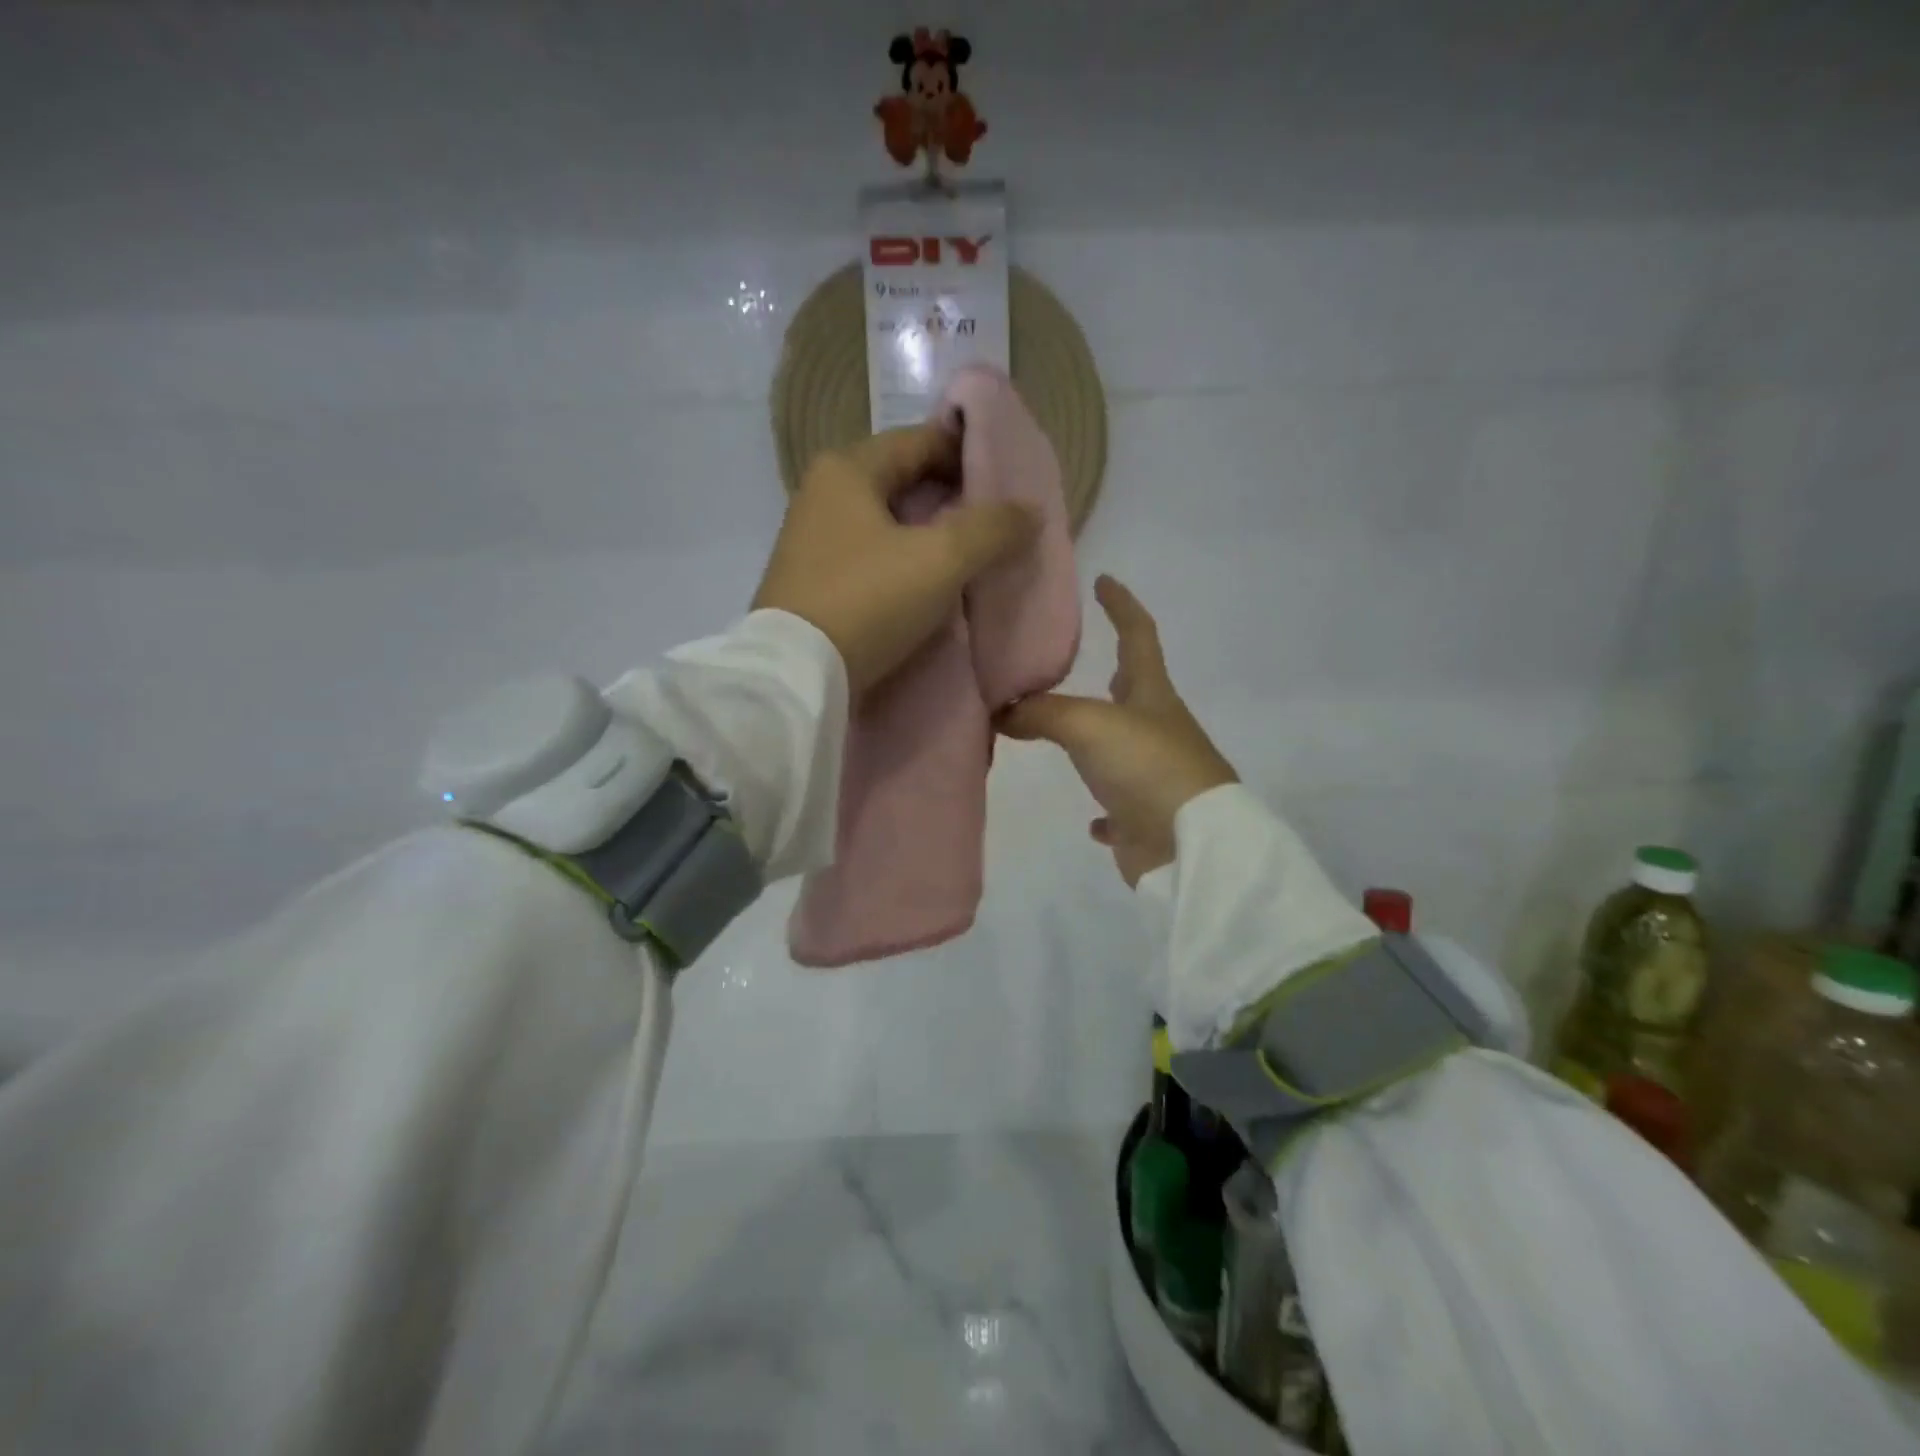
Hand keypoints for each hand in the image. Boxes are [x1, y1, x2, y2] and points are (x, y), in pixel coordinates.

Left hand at [753, 424, 1038, 694]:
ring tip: (971, 556)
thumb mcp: (940, 560)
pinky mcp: (812, 582)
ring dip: (928, 534)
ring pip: (886, 522)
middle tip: (995, 522)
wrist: (796, 676)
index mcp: (847, 470)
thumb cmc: (868, 601)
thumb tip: (1029, 511)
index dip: (968, 454)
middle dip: (950, 498)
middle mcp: (822, 494)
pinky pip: (871, 556)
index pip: (920, 440)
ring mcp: (812, 540)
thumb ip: (991, 528)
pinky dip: (903, 562)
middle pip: (902, 481)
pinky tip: (929, 585)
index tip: (1008, 479)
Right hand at [1000, 576, 1237, 886]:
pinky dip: (1104, 809)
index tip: (1104, 580)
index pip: (1138, 636)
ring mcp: (1155, 775)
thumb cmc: (1147, 766)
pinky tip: (1090, 818)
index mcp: (1152, 696)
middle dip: (1112, 670)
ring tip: (1064, 732)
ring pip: (1121, 748)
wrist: (1190, 845)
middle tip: (1076, 662)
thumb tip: (998, 709)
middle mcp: (1157, 730)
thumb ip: (1041, 712)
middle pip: (1133, 691)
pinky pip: (1120, 807)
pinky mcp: (1146, 818)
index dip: (1122, 606)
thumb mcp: (1089, 725)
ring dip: (1097, 739)